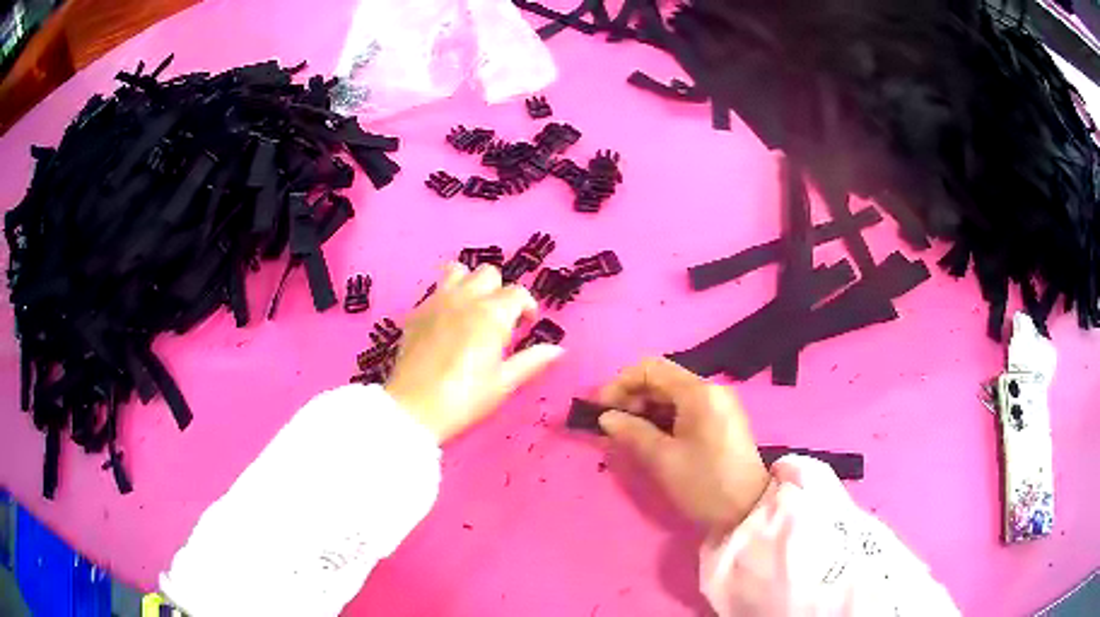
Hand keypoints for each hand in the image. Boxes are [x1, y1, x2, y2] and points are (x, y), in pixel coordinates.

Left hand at [386, 263, 563, 441]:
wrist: (415, 407)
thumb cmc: (465, 398)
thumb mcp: (503, 383)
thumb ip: (531, 361)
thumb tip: (557, 349)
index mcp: (492, 314)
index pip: (517, 292)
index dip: (526, 306)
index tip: (526, 323)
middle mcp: (465, 299)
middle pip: (488, 273)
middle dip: (498, 290)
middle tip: (498, 317)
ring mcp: (437, 302)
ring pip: (457, 271)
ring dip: (469, 282)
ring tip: (471, 307)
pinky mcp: (417, 312)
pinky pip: (435, 290)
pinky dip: (447, 297)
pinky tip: (447, 322)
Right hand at [597, 358, 769, 533]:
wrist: (747, 510)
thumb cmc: (703, 482)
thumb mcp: (663, 459)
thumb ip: (632, 432)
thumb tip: (606, 418)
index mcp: (699, 392)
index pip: (651, 369)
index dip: (620, 383)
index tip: (600, 408)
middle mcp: (711, 390)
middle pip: (662, 379)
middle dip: (632, 397)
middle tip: (610, 424)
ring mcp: (719, 405)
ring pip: (673, 395)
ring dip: (646, 409)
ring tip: (626, 434)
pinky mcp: (721, 421)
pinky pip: (685, 409)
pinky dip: (663, 418)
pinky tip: (649, 437)